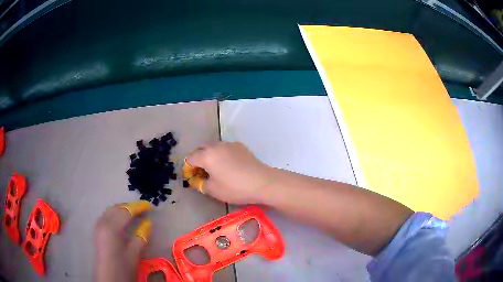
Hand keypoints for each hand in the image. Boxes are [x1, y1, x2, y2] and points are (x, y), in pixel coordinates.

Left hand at [94, 201, 152, 281]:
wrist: (109, 278)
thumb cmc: (123, 267)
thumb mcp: (134, 253)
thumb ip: (140, 236)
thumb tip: (148, 223)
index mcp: (111, 227)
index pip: (125, 211)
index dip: (138, 207)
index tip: (149, 206)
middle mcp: (102, 222)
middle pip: (116, 208)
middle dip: (129, 206)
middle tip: (142, 209)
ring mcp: (98, 226)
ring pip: (110, 211)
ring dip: (121, 209)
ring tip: (133, 213)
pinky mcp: (98, 231)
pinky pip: (106, 216)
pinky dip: (115, 214)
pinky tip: (121, 221)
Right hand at [185, 142, 273, 203]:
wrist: (262, 182)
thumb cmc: (235, 188)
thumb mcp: (213, 190)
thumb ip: (200, 184)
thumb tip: (196, 180)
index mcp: (207, 155)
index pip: (190, 158)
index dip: (188, 168)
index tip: (191, 178)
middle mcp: (216, 146)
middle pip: (201, 149)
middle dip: (198, 160)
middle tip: (201, 173)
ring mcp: (230, 144)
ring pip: (214, 147)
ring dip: (209, 156)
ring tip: (214, 169)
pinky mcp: (241, 146)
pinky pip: (225, 149)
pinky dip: (221, 155)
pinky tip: (228, 166)